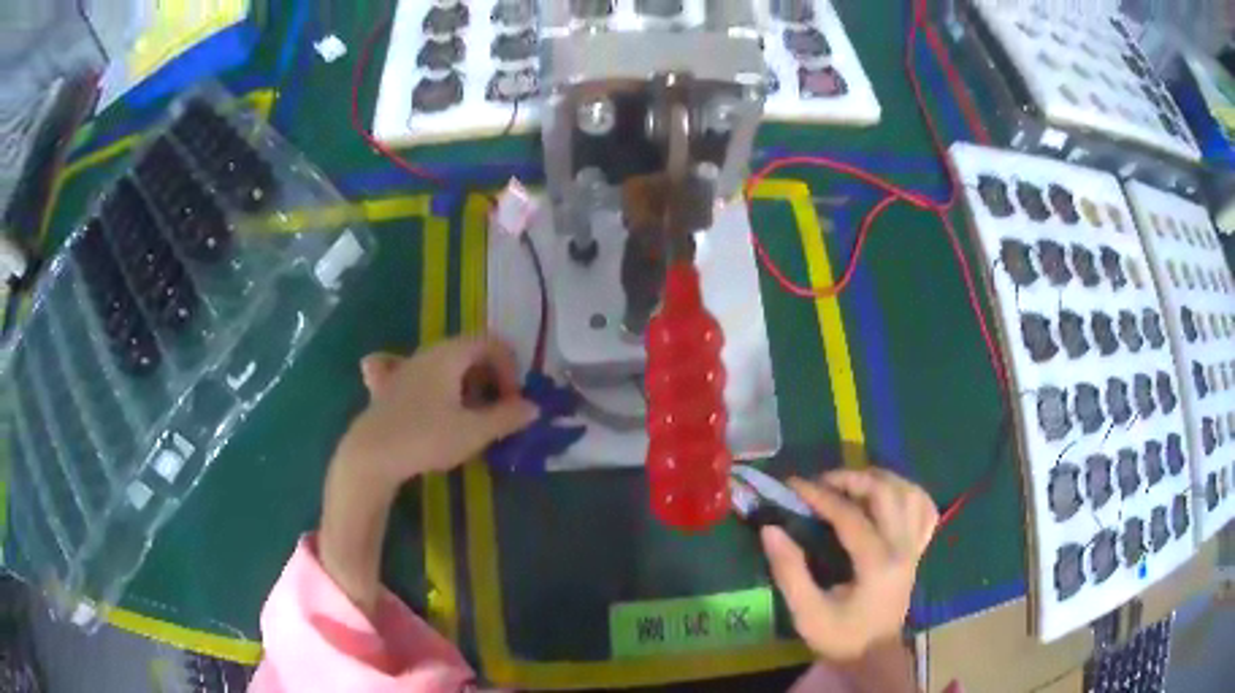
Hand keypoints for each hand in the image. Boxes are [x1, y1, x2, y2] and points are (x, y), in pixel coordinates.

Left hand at [337, 335, 537, 487]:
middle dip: (490, 377)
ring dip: (465, 383)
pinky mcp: (389, 388)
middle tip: (497, 409)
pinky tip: (427, 398)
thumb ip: (507, 417)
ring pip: (445, 364)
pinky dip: (432, 384)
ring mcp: (405, 368)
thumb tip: (534, 408)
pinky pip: (417, 375)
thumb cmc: (425, 437)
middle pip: (468, 351)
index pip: (490, 342)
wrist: (371, 454)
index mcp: (450, 354)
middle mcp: (427, 353)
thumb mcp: (473, 432)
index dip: (510, 367)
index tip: (513, 400)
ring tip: (470, 414)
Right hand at [761, 468, 937, 662]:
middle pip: (885, 493)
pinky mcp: (919, 549)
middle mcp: (903, 548)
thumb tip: (771, 529)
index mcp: (877, 564)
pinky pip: (925, 508)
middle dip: (851, 478)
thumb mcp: (807, 612)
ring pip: (909, 492)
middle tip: (822, 482)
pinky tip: (889, 495)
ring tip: (852, 483)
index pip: (850, 516)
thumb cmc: (840, 637)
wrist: (874, 656)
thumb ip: (790, 571)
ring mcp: (916, 546)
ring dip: (880, 479)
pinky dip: (908, 493)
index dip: (820, 496)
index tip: (793, 484)